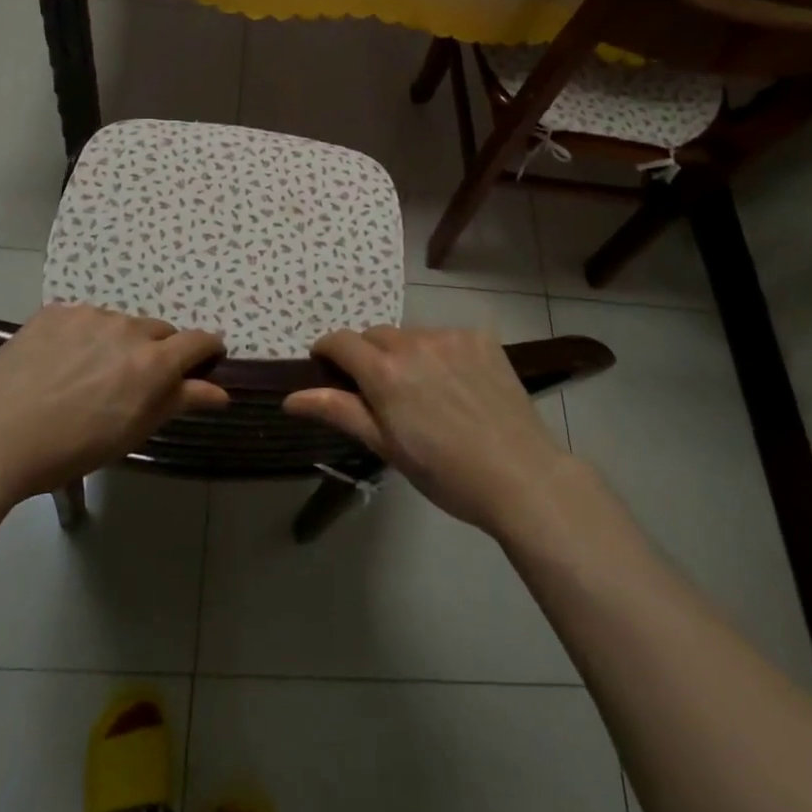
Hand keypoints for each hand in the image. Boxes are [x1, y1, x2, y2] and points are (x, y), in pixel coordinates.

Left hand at [0, 303, 226, 505]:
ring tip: (88, 375)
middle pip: (159, 331)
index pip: (198, 341)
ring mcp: (89, 315)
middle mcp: (128, 328)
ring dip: (118, 343)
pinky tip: (59, 363)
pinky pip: (84, 319)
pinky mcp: (55, 311)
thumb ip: (179, 402)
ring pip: (120, 324)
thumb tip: (220, 391)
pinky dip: (83, 336)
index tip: (206, 360)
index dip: (207, 350)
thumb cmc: (71, 448)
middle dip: (157, 351)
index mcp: (153, 362)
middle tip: (133, 382)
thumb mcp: (132, 432)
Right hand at [284, 326, 572, 535]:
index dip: (327, 351)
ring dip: (405, 354)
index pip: (340, 341)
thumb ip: (339, 412)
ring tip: (424, 391)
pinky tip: (457, 384)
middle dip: (368, 356)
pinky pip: (446, 337)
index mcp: (385, 371)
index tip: (326, 368)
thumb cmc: (445, 473)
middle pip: (375, 336)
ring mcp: (451, 336)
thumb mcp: (386, 447)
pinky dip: (440, 353)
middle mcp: (414, 342)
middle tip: (380, 392)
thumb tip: (290, 397)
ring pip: (411, 335)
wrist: (521, 476)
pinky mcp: (481, 338)